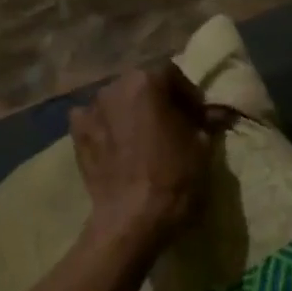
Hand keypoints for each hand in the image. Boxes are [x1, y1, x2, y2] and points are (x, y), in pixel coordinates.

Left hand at [70, 64, 210, 250]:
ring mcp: (90, 109)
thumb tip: (216, 113)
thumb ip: (205, 120)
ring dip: (131, 112)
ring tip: (142, 136)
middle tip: (171, 124)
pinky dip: (106, 126)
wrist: (133, 217)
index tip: (197, 114)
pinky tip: (116, 144)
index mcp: (147, 81)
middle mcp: (114, 86)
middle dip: (157, 99)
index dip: (187, 93)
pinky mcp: (75, 133)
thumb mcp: (202, 145)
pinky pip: (95, 119)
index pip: (172, 73)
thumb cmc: (174, 176)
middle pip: (141, 84)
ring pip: (117, 101)